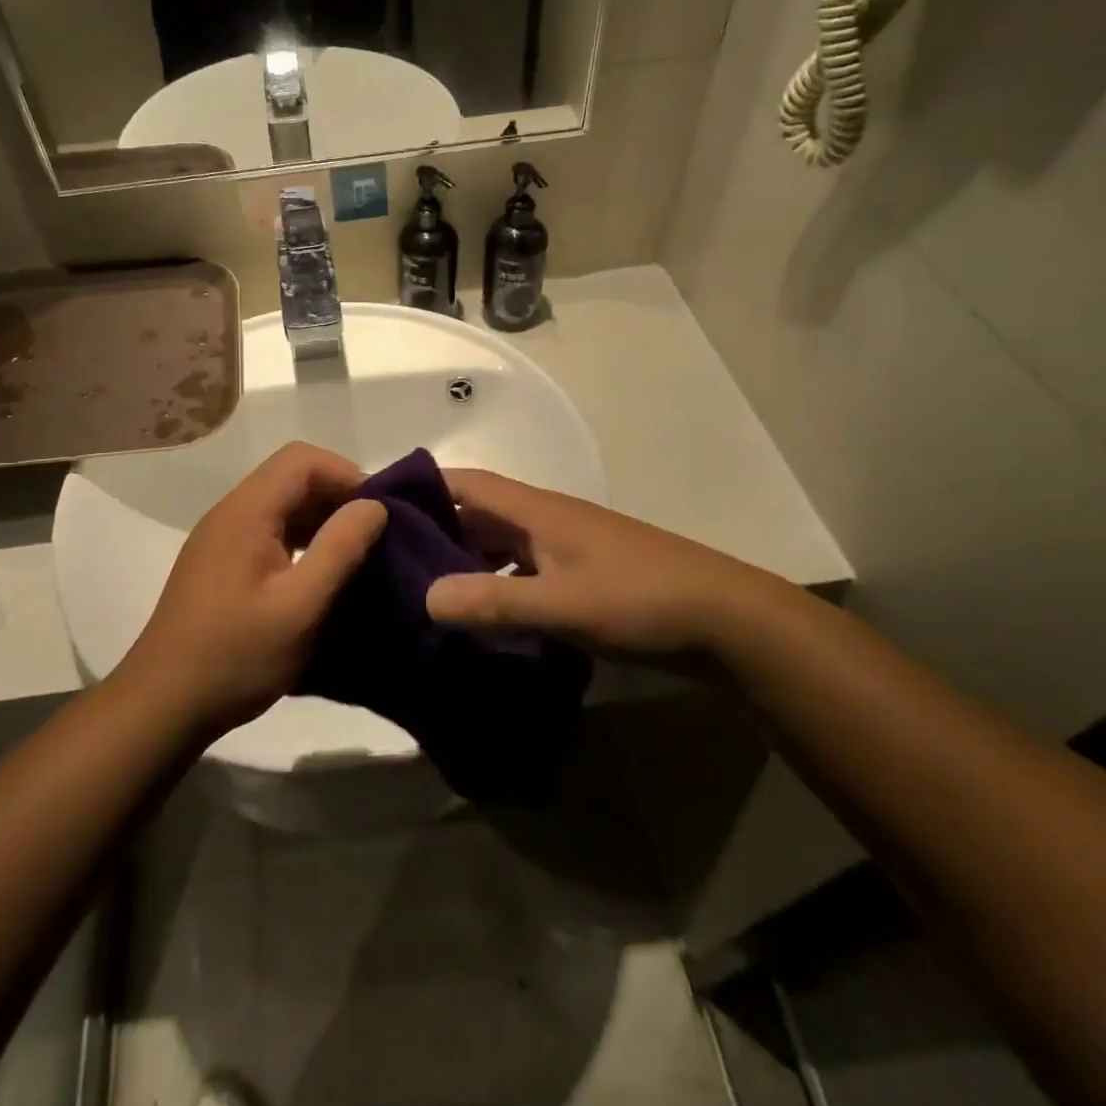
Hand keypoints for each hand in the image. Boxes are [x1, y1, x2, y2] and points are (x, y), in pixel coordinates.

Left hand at [120, 443, 386, 735]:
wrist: (163, 703)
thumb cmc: (236, 655)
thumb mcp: (300, 606)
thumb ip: (340, 549)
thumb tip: (374, 506)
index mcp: (246, 512)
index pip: (301, 459)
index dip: (345, 473)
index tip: (378, 510)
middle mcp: (229, 513)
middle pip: (289, 477)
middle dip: (336, 495)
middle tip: (374, 534)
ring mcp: (220, 538)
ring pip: (279, 505)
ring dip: (319, 518)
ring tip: (354, 553)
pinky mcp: (219, 563)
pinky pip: (266, 531)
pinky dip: (299, 539)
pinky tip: (318, 573)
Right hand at [424, 470, 794, 663]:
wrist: (727, 621)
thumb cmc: (640, 600)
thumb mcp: (561, 604)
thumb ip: (493, 601)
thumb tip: (424, 597)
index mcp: (536, 511)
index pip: (466, 483)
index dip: (423, 487)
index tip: (378, 508)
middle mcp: (546, 521)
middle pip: (479, 516)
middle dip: (436, 534)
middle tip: (389, 564)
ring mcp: (567, 550)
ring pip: (501, 548)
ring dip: (466, 565)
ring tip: (425, 597)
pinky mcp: (582, 579)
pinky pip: (524, 575)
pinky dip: (498, 590)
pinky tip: (483, 623)